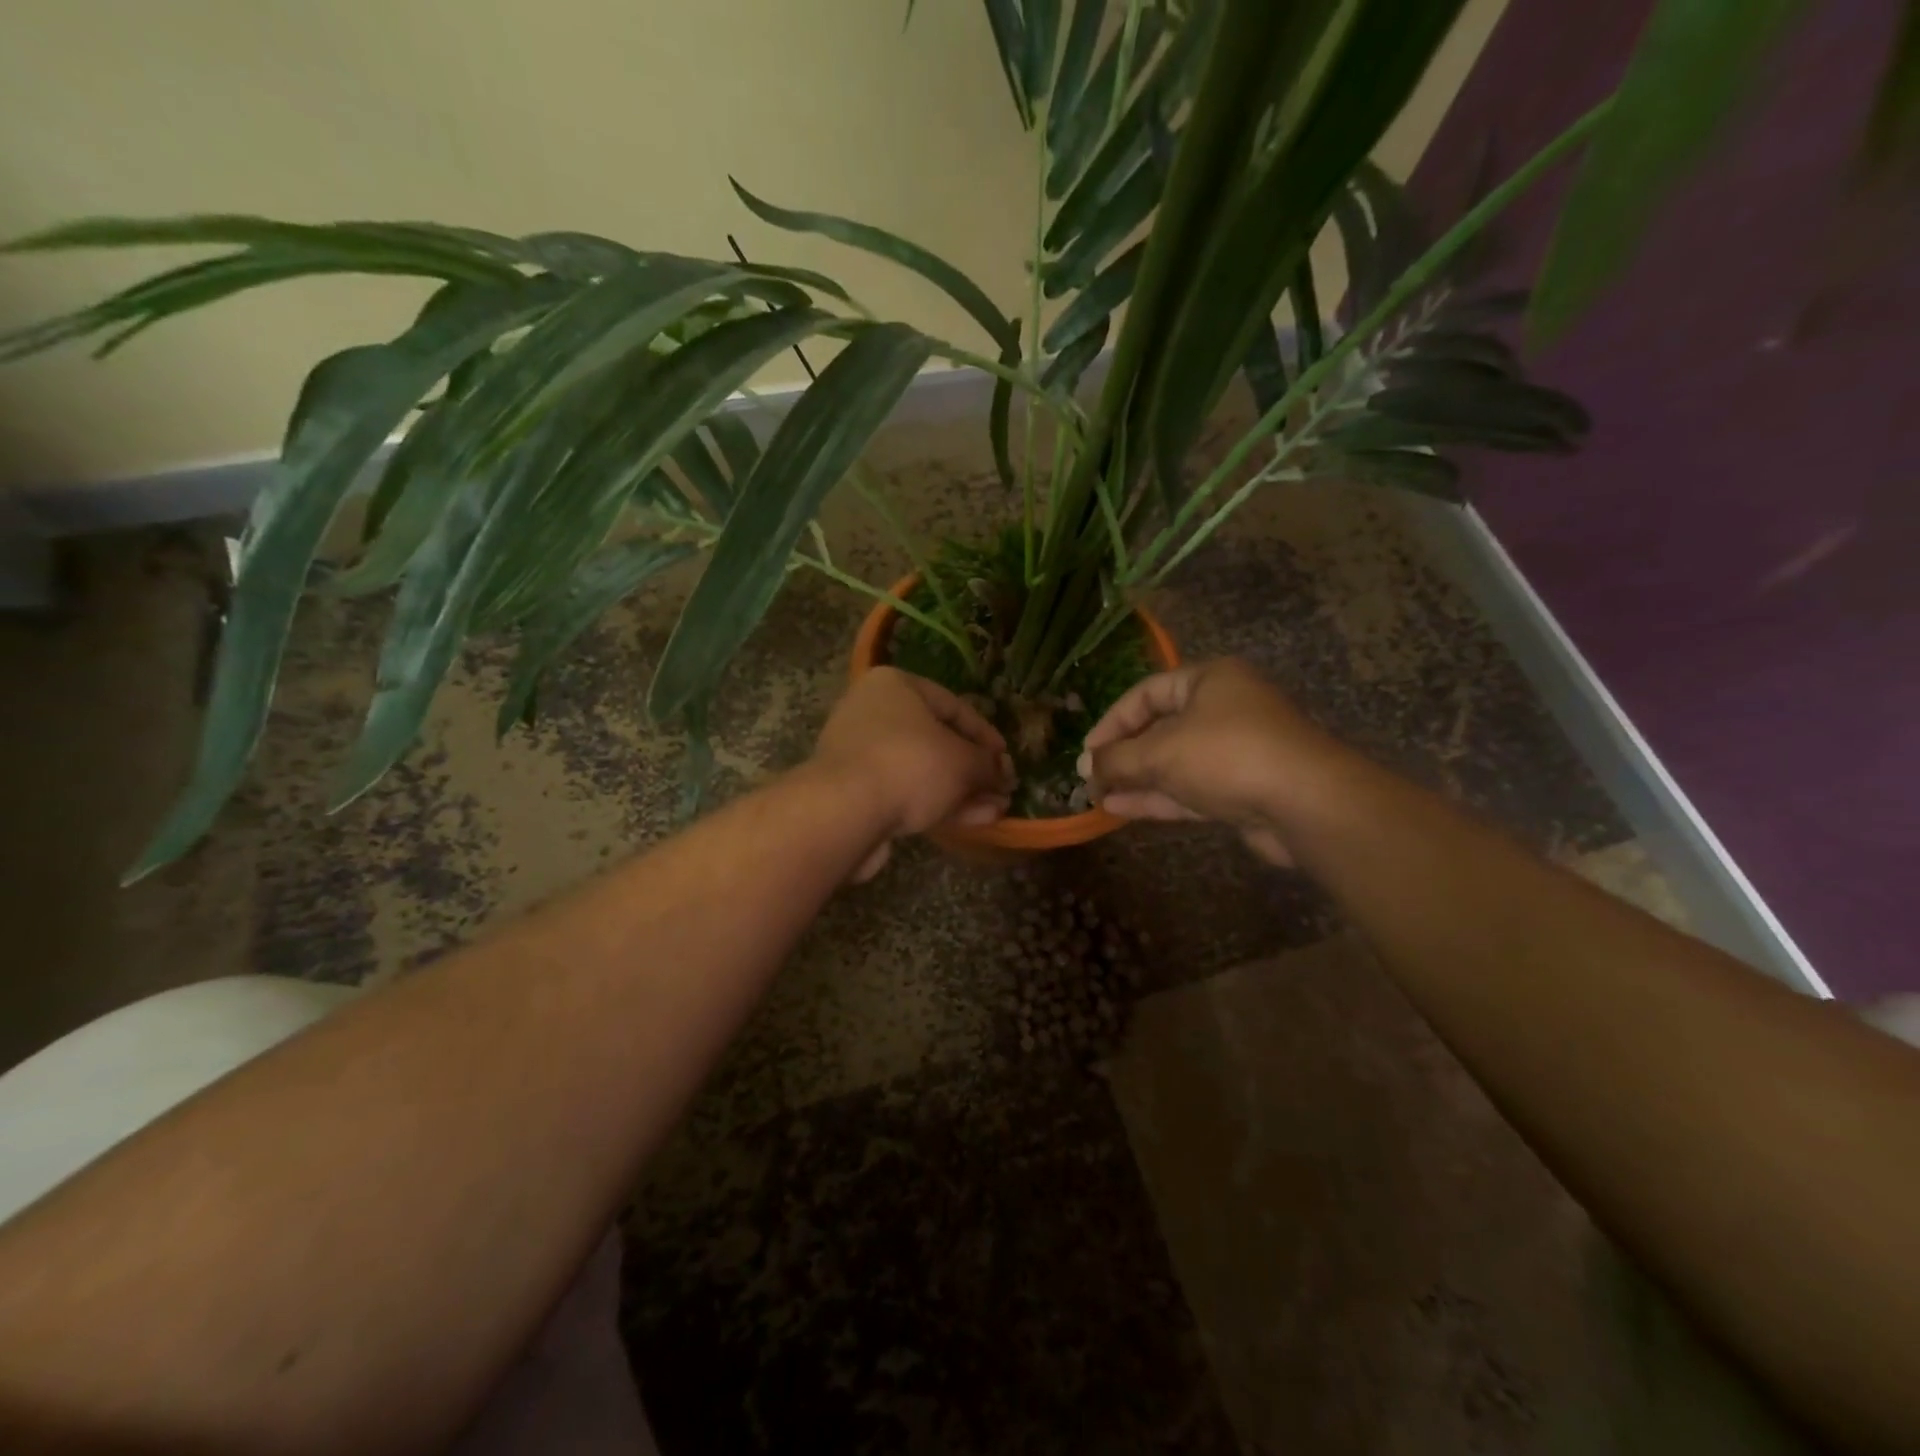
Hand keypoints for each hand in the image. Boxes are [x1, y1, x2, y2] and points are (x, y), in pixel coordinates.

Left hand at [813, 667, 1015, 879]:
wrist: (845, 812)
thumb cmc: (910, 765)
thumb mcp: (963, 761)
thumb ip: (987, 765)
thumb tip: (1003, 774)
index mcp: (895, 686)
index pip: (953, 705)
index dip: (986, 734)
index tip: (1006, 759)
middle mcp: (873, 713)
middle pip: (937, 740)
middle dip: (974, 768)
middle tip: (1002, 788)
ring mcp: (861, 754)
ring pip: (923, 770)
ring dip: (962, 791)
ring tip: (996, 810)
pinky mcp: (855, 792)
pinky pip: (905, 792)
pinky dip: (937, 804)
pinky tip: (972, 821)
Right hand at [1078, 659, 1345, 864]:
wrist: (1305, 804)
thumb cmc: (1227, 755)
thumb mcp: (1161, 751)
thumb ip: (1117, 758)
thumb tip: (1085, 766)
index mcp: (1209, 681)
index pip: (1146, 693)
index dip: (1112, 721)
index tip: (1087, 750)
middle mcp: (1224, 710)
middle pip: (1160, 728)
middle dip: (1123, 754)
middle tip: (1090, 776)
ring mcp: (1234, 752)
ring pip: (1174, 763)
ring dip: (1136, 779)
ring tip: (1097, 796)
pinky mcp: (1241, 790)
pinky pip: (1189, 788)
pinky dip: (1156, 797)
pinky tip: (1119, 809)